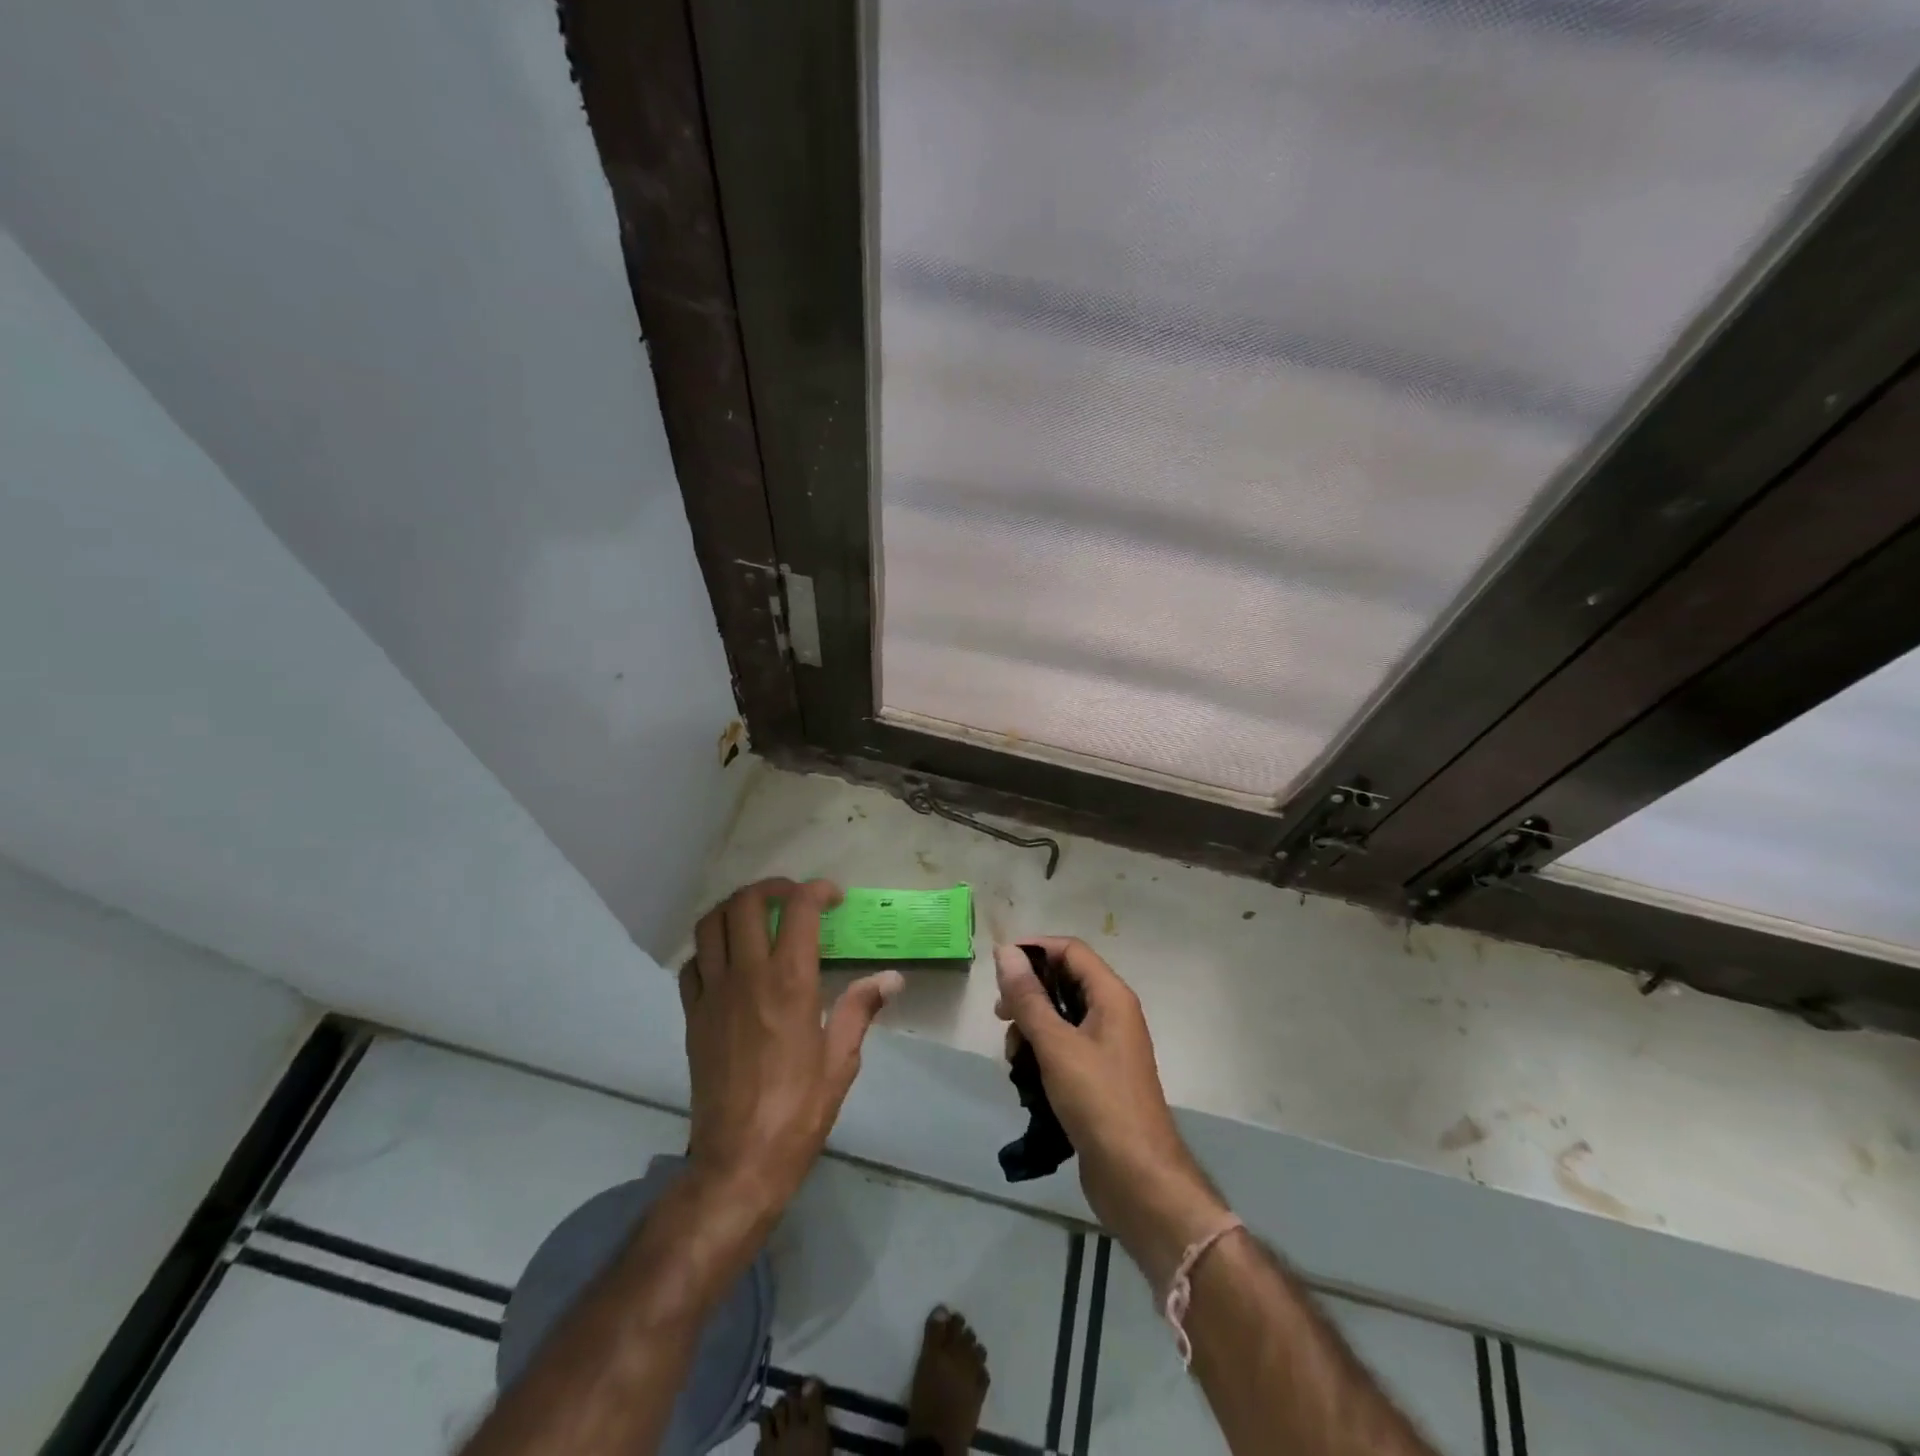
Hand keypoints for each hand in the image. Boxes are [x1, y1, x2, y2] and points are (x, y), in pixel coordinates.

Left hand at [681, 878, 900, 1220]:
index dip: (817, 890)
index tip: (833, 898)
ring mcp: (712, 994)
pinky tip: (729, 960)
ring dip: (735, 908)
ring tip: (758, 916)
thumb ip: (861, 1008)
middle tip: (793, 898)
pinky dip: (710, 947)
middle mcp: (747, 976)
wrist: (738, 1161)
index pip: (798, 909)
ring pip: (711, 924)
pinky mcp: (691, 1015)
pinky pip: (692, 963)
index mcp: (789, 982)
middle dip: (772, 888)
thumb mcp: (841, 1060)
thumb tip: (892, 977)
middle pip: (746, 902)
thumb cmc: (799, 1110)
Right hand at [995, 938, 1229, 1288]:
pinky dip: (1042, 1054)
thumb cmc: (1099, 1101)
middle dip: (1028, 994)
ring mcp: (1107, 1048)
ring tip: (1013, 1057)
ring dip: (1031, 1028)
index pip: (1070, 950)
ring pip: (1060, 1018)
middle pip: (1064, 982)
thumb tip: (1005, 952)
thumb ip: (1029, 998)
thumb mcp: (1056, 1045)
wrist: (1138, 1178)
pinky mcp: (1098, 1077)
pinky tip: (1025, 1079)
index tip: (998, 966)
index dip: (1034, 950)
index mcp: (1111, 996)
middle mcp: (1112, 1014)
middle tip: (1000, 1016)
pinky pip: (1064, 1048)